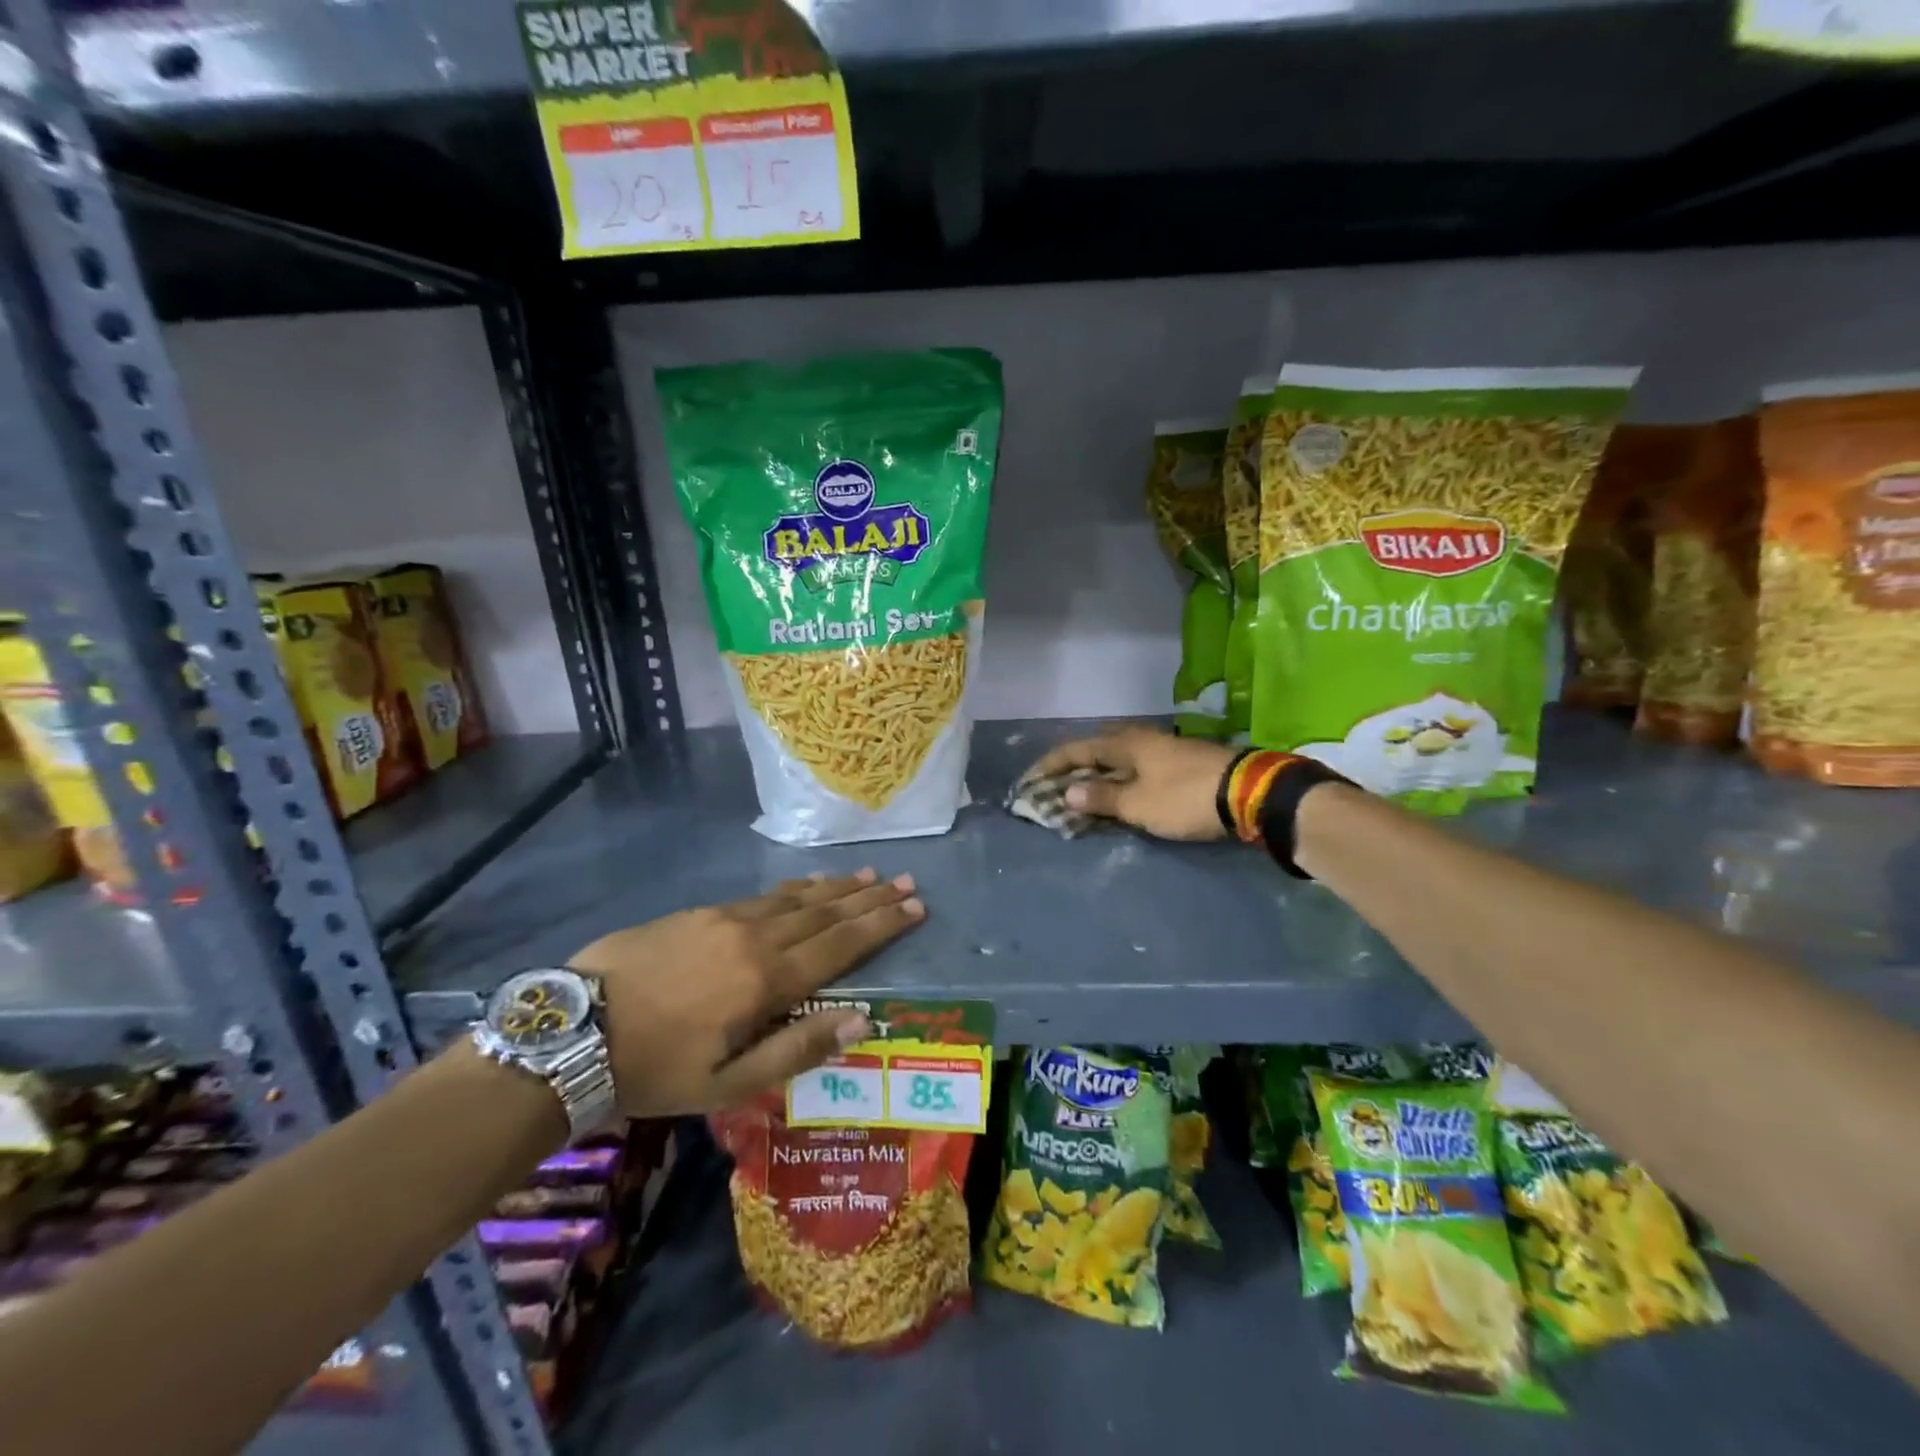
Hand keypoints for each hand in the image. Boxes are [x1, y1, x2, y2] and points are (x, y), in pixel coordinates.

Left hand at [568, 869, 924, 1116]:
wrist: (571, 1032)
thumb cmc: (655, 1068)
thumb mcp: (727, 1084)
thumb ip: (797, 1051)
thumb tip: (861, 1020)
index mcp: (767, 980)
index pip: (840, 945)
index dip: (881, 924)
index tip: (916, 905)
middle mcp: (755, 937)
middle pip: (825, 912)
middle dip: (869, 897)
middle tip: (906, 881)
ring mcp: (725, 918)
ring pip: (796, 897)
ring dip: (837, 887)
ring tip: (869, 873)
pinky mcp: (699, 912)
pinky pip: (763, 895)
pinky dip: (796, 889)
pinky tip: (807, 885)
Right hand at [1027, 727, 1236, 840]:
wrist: (1248, 793)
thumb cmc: (1183, 797)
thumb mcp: (1137, 804)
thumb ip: (1102, 797)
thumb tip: (1068, 791)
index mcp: (1125, 743)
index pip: (1078, 749)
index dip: (1052, 764)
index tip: (1031, 778)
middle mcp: (1142, 739)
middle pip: (1099, 748)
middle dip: (1076, 765)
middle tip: (1058, 784)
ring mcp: (1166, 749)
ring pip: (1122, 758)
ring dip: (1101, 774)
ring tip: (1087, 792)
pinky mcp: (1184, 764)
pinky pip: (1140, 768)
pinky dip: (1123, 780)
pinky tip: (1124, 794)